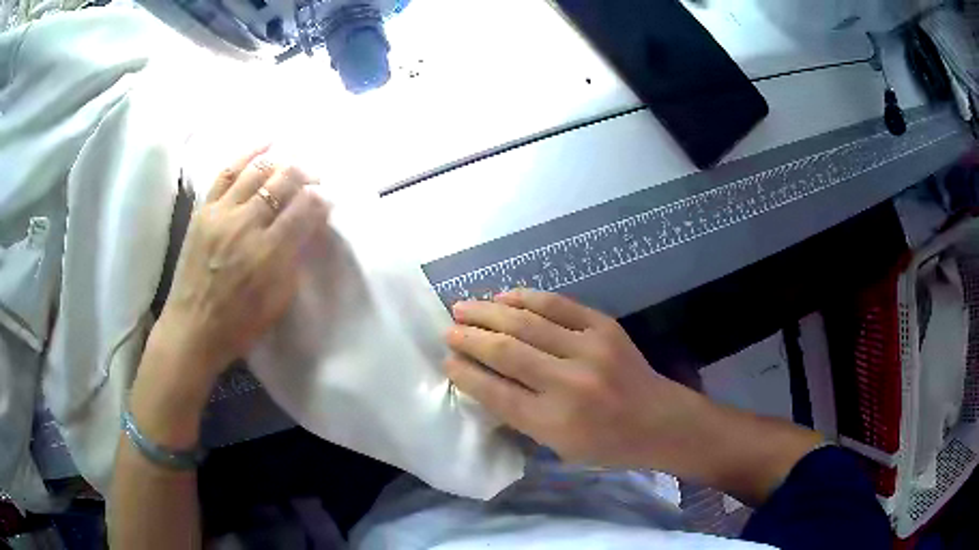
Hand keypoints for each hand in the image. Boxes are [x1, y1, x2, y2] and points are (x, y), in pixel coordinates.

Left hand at [155, 146, 329, 386]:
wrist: (192, 328)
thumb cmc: (239, 324)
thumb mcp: (279, 301)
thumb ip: (295, 260)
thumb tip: (308, 228)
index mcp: (269, 254)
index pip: (305, 209)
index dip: (322, 198)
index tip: (327, 199)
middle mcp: (246, 225)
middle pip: (285, 182)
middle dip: (307, 174)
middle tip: (316, 177)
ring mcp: (222, 213)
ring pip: (259, 171)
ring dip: (283, 162)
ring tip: (294, 161)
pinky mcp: (205, 209)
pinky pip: (228, 171)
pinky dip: (249, 153)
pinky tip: (266, 143)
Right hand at [445, 289, 706, 469]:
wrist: (660, 420)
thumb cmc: (607, 444)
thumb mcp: (559, 446)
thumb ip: (521, 416)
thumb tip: (483, 381)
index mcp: (554, 422)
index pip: (495, 392)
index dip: (465, 373)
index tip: (445, 360)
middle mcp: (569, 383)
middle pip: (506, 351)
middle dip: (470, 337)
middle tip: (448, 329)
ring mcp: (589, 349)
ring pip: (526, 322)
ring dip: (489, 311)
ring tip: (463, 306)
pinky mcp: (604, 327)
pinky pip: (557, 304)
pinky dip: (526, 297)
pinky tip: (504, 296)